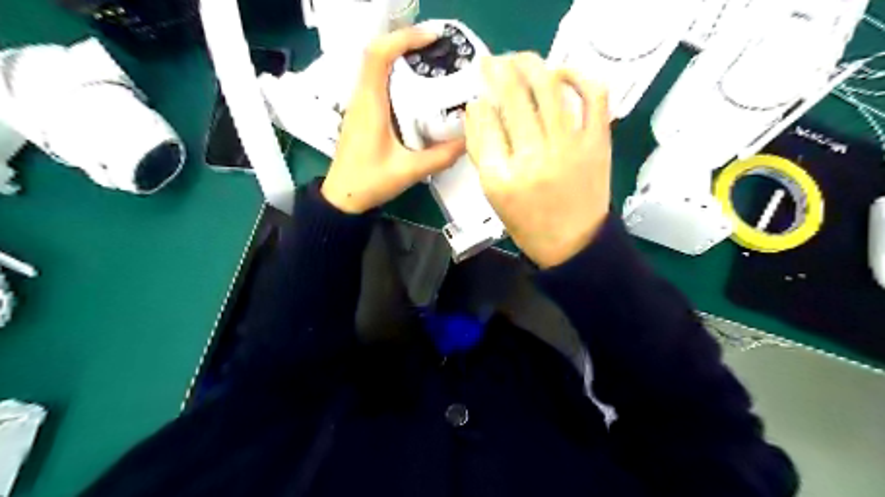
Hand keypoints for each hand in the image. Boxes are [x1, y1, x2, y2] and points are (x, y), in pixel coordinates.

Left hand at [323, 27, 465, 211]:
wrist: (342, 199)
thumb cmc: (369, 182)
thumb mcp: (409, 171)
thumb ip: (440, 157)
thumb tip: (469, 141)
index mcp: (370, 105)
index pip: (378, 56)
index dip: (403, 38)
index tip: (432, 37)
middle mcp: (362, 99)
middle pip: (377, 55)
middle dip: (406, 43)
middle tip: (438, 49)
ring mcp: (359, 106)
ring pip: (376, 68)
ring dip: (400, 58)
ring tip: (431, 62)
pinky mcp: (362, 115)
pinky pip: (377, 84)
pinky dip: (396, 76)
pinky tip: (417, 89)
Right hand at [465, 53, 613, 267]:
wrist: (573, 243)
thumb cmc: (527, 222)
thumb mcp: (493, 193)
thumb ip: (481, 151)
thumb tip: (476, 108)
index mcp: (501, 176)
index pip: (485, 121)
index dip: (481, 99)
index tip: (480, 93)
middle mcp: (533, 158)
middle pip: (513, 97)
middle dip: (498, 70)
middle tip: (493, 63)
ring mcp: (569, 147)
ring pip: (548, 86)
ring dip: (530, 64)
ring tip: (520, 61)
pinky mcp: (597, 142)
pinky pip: (594, 95)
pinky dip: (579, 75)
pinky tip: (562, 73)